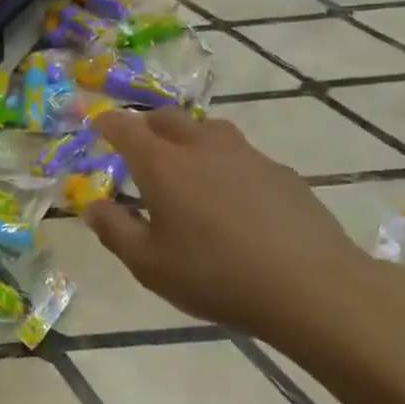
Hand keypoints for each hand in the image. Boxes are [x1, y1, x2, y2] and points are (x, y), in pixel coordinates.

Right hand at [82, 108, 380, 346]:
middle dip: (147, 124)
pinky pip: (242, 155)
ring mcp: (246, 154)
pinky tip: (235, 197)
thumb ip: (115, 231)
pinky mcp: (280, 172)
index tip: (98, 124)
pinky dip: (226, 164)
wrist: (311, 286)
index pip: (125, 127)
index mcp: (162, 164)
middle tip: (139, 143)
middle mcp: (201, 146)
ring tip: (187, 164)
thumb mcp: (149, 265)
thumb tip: (93, 205)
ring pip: (208, 129)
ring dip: (189, 137)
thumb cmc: (216, 276)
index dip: (108, 123)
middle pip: (167, 117)